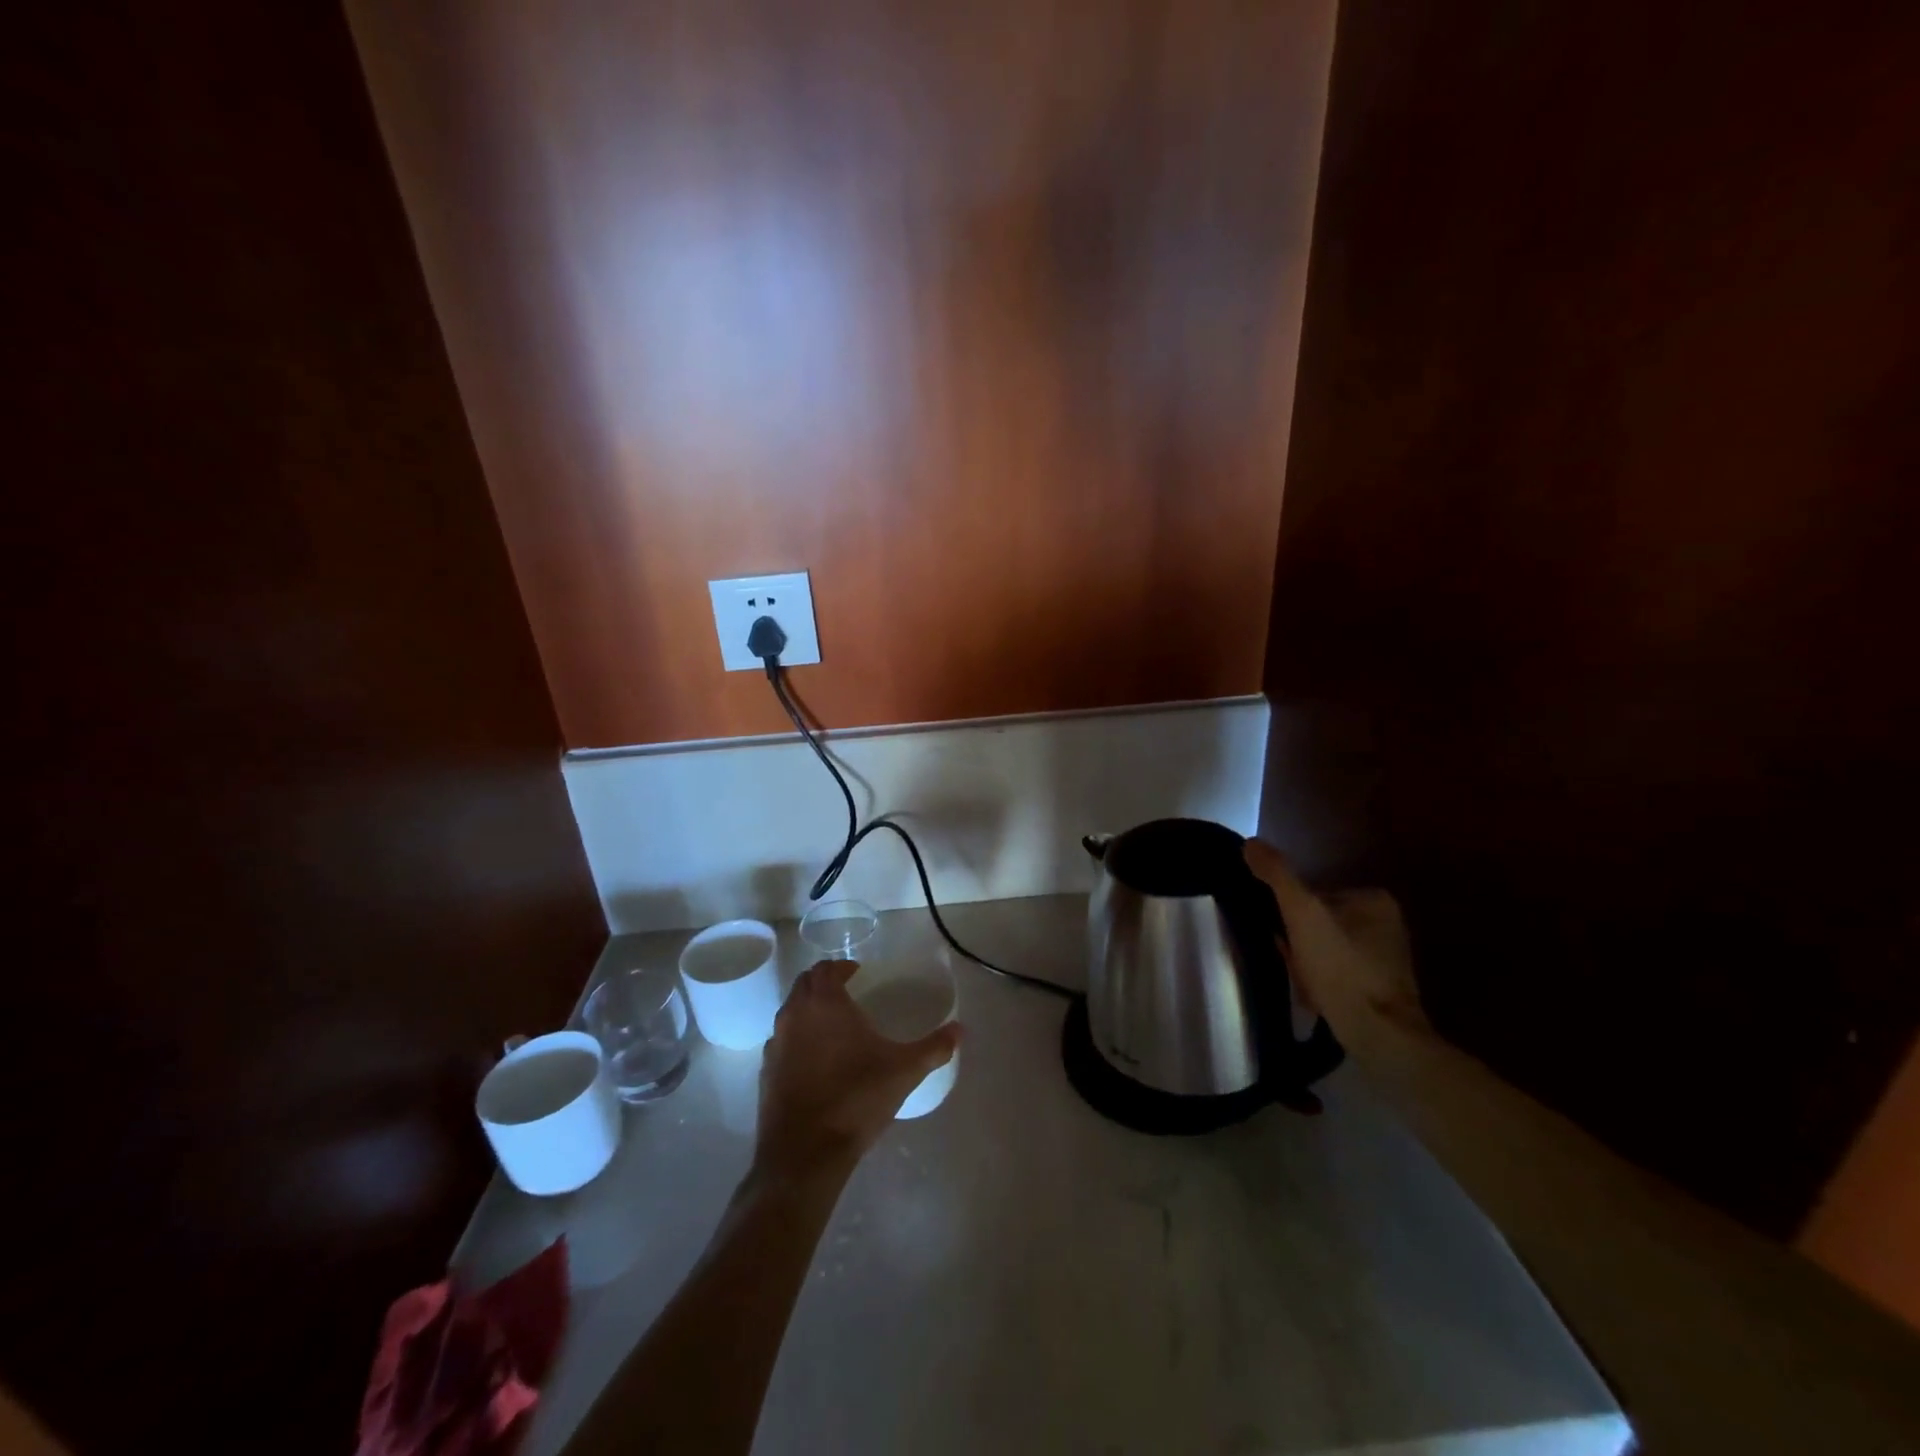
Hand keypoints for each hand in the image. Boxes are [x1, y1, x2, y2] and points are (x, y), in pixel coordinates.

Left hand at [752, 960, 960, 1184]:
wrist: (805, 1153)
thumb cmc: (856, 1099)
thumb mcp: (904, 1071)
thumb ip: (934, 1047)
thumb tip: (961, 1030)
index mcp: (825, 1003)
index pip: (827, 968)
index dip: (842, 967)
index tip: (858, 974)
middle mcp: (795, 1014)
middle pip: (804, 983)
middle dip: (823, 982)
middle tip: (846, 992)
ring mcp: (776, 1043)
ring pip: (790, 1011)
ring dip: (807, 1008)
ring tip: (832, 1024)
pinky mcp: (766, 1071)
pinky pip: (782, 1040)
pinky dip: (797, 1038)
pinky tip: (814, 1059)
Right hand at [1243, 839, 1429, 1039]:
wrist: (1380, 1036)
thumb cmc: (1341, 968)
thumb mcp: (1302, 913)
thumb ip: (1277, 875)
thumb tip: (1250, 843)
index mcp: (1375, 899)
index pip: (1314, 894)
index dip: (1290, 915)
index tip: (1281, 936)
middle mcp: (1388, 924)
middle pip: (1319, 922)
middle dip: (1298, 941)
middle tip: (1288, 960)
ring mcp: (1387, 959)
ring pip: (1326, 949)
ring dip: (1307, 963)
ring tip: (1299, 982)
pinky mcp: (1383, 990)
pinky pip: (1339, 974)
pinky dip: (1322, 983)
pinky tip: (1314, 998)